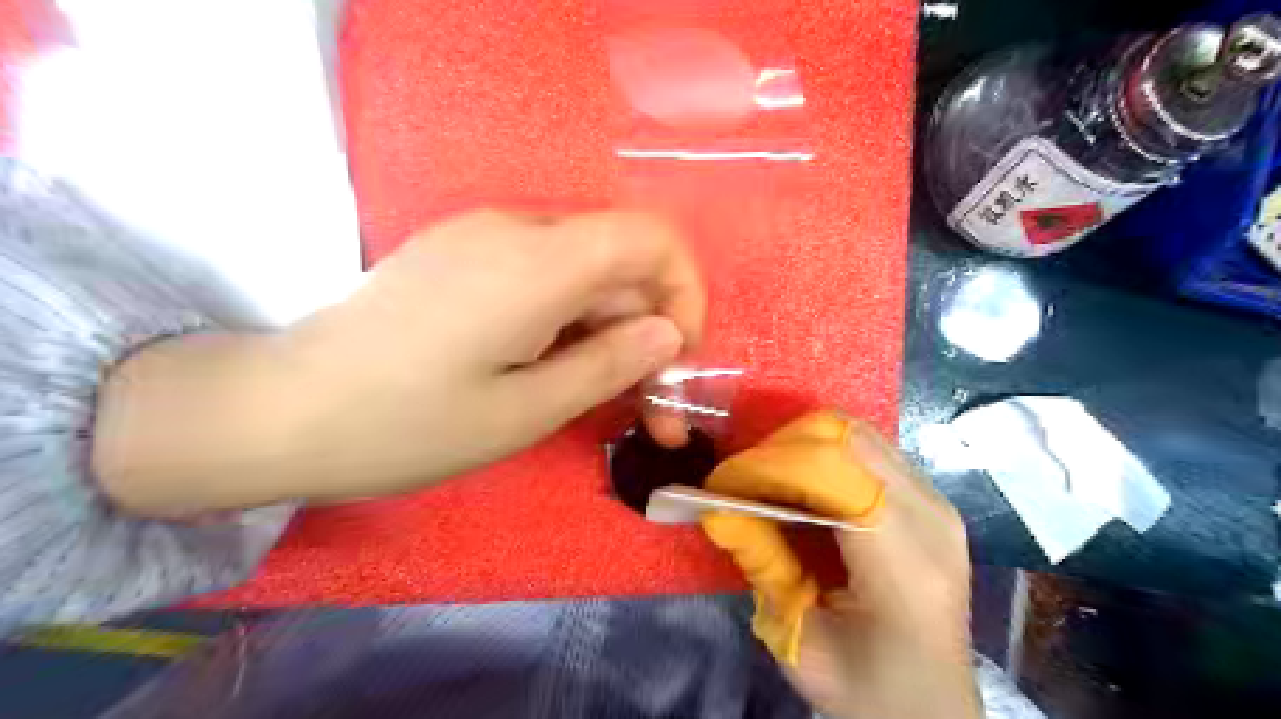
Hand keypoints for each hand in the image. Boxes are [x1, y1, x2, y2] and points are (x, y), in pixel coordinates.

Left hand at [93, 209, 705, 517]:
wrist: (281, 409)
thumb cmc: (406, 424)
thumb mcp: (525, 411)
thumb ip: (610, 364)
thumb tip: (669, 333)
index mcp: (537, 261)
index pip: (651, 237)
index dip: (684, 291)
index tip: (676, 357)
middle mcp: (516, 230)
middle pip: (620, 264)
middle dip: (649, 333)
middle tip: (650, 413)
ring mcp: (483, 239)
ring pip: (585, 275)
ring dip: (611, 334)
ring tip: (606, 404)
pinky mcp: (462, 257)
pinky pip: (544, 278)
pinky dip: (571, 323)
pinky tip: (557, 372)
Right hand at [696, 412, 977, 714]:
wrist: (931, 708)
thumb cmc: (868, 689)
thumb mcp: (800, 641)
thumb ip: (762, 566)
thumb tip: (715, 508)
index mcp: (907, 564)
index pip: (832, 472)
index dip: (769, 465)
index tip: (722, 482)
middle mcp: (932, 519)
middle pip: (847, 439)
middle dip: (781, 447)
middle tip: (742, 480)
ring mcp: (937, 503)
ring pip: (858, 435)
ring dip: (802, 446)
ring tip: (767, 481)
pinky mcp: (930, 500)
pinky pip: (869, 451)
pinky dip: (824, 455)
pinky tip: (802, 488)